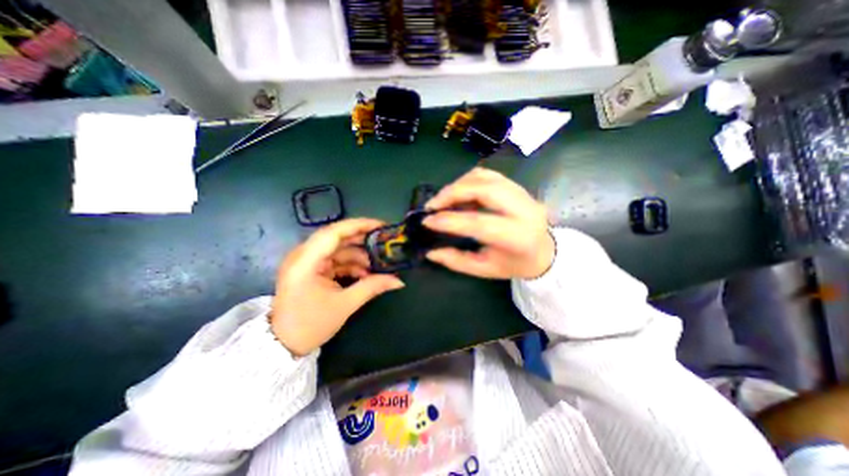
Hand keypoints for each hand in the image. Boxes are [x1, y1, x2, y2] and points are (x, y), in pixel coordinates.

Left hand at [273, 219, 403, 356]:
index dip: (359, 225)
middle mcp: (303, 255)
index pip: (334, 232)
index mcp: (306, 261)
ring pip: (338, 249)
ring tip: (377, 265)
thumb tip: (399, 281)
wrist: (283, 345)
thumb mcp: (344, 304)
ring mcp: (307, 262)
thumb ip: (372, 287)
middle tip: (384, 242)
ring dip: (358, 256)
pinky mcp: (311, 269)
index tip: (381, 225)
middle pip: (337, 238)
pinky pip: (335, 260)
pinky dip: (351, 265)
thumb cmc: (310, 325)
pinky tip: (365, 274)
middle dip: (362, 240)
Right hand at [421, 168, 554, 279]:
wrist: (543, 252)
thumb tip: (430, 252)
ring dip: (458, 184)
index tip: (427, 221)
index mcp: (517, 236)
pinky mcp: (516, 186)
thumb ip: (457, 261)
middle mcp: (523, 210)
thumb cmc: (514, 264)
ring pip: (485, 177)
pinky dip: (468, 180)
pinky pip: (488, 175)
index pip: (479, 223)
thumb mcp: (485, 269)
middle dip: (452, 193)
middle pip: (484, 189)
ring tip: (443, 199)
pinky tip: (458, 192)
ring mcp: (522, 194)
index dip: (450, 220)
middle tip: (432, 205)